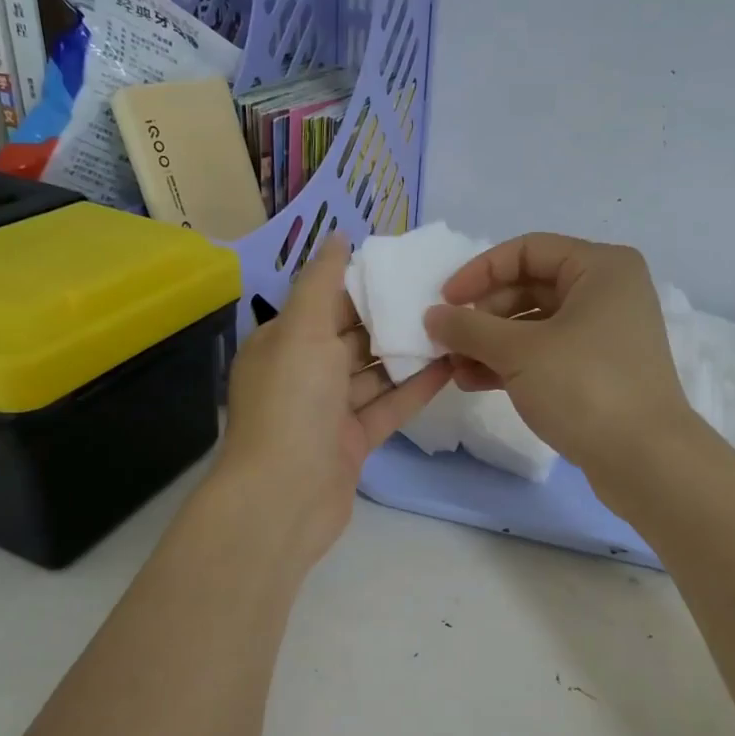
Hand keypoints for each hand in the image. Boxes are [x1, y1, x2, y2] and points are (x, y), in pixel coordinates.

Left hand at [216, 234, 450, 572]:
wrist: (284, 498)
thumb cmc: (291, 404)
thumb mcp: (302, 331)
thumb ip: (320, 282)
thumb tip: (336, 237)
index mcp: (282, 344)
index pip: (324, 303)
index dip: (362, 285)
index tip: (406, 267)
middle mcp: (302, 374)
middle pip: (351, 338)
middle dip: (390, 318)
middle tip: (440, 294)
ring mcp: (327, 412)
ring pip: (372, 374)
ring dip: (406, 353)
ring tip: (452, 325)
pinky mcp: (352, 442)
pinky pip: (386, 408)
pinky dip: (413, 389)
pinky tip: (448, 367)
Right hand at [423, 233, 695, 482]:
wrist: (646, 460)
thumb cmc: (585, 387)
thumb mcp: (519, 352)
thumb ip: (469, 328)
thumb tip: (433, 316)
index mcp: (600, 268)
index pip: (526, 251)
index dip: (480, 272)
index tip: (444, 301)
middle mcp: (607, 293)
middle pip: (529, 287)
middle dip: (483, 316)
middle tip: (448, 341)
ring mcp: (604, 335)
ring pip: (534, 325)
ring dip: (490, 344)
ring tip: (454, 369)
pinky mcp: (598, 371)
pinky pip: (545, 354)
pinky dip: (511, 364)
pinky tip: (475, 382)